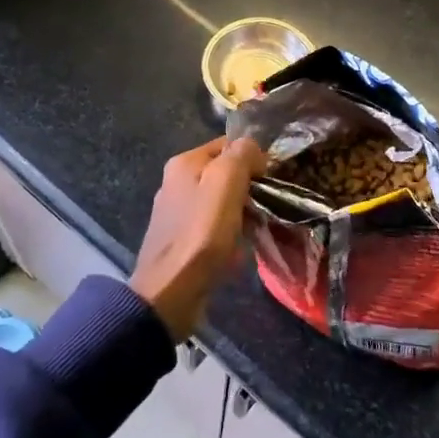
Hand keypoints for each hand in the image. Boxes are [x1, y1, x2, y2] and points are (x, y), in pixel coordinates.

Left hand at [130, 137, 266, 339]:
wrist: (170, 292)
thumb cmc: (201, 234)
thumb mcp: (225, 184)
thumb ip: (240, 156)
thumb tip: (252, 147)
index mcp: (184, 163)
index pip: (227, 145)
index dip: (252, 158)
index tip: (268, 180)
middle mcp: (176, 182)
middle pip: (225, 174)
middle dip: (248, 188)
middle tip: (265, 206)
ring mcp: (178, 212)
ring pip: (222, 202)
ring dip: (241, 214)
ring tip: (255, 229)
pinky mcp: (182, 239)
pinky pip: (214, 227)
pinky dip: (229, 235)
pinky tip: (238, 250)